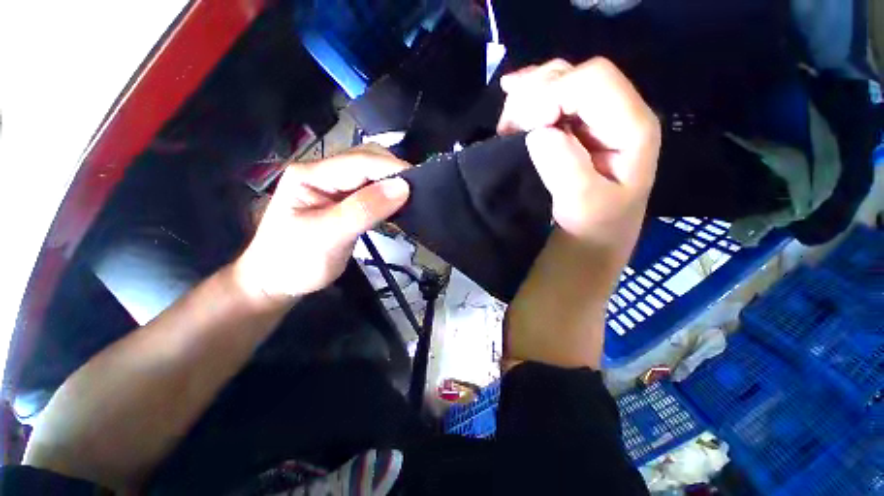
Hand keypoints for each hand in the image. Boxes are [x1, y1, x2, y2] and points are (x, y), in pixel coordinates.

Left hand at [234, 145, 410, 302]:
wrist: (278, 282)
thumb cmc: (295, 262)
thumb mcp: (328, 236)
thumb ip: (364, 210)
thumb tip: (402, 187)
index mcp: (311, 174)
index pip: (360, 161)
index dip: (392, 169)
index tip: (421, 184)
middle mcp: (323, 173)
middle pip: (367, 161)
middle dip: (394, 172)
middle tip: (419, 192)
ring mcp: (335, 188)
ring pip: (372, 175)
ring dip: (394, 184)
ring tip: (414, 198)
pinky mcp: (345, 202)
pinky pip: (373, 192)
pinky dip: (389, 196)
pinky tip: (400, 205)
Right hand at [497, 58, 659, 251]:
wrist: (595, 235)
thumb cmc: (593, 226)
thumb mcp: (583, 206)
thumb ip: (566, 168)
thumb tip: (539, 131)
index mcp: (632, 127)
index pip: (593, 81)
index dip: (554, 93)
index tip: (527, 127)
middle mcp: (618, 111)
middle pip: (574, 74)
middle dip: (535, 93)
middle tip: (508, 127)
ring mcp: (597, 116)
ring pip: (559, 80)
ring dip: (527, 97)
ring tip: (507, 126)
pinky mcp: (578, 124)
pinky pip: (551, 96)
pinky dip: (527, 99)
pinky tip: (511, 106)